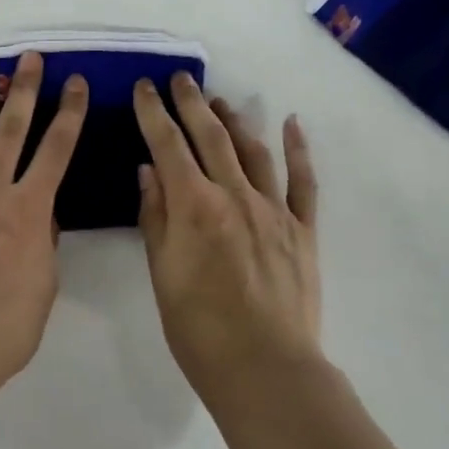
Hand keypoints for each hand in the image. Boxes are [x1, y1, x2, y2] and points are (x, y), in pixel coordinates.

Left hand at [0, 53, 88, 400]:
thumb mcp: (44, 288)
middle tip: (30, 59)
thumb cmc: (2, 333)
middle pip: (10, 130)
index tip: (77, 83)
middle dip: (24, 90)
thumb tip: (40, 215)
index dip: (70, 113)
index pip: (57, 150)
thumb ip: (44, 243)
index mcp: (28, 212)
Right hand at [134, 73, 321, 402]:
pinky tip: (291, 123)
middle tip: (180, 79)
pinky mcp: (302, 228)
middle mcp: (234, 194)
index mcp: (194, 205)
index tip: (145, 86)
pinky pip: (303, 180)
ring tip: (220, 100)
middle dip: (192, 102)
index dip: (154, 112)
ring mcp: (273, 208)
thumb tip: (150, 169)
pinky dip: (298, 149)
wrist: (265, 369)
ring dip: (234, 120)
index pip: (168, 145)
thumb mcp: (162, 273)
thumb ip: (156, 216)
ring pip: (252, 149)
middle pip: (211, 135)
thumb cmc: (199, 329)